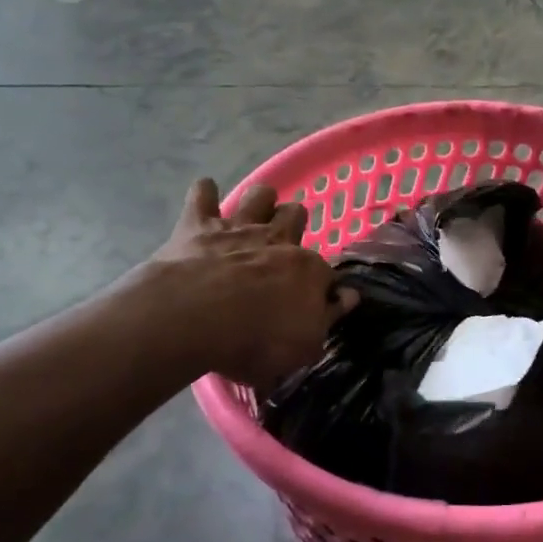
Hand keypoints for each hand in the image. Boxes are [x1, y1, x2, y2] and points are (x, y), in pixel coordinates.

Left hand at [150, 179, 354, 388]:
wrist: (194, 320)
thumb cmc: (255, 342)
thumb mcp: (304, 348)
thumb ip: (327, 319)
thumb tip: (348, 297)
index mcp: (308, 270)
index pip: (325, 271)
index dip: (321, 285)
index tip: (316, 299)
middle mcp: (277, 240)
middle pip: (295, 215)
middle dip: (293, 223)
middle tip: (281, 243)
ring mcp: (237, 227)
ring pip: (259, 195)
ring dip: (258, 202)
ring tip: (250, 218)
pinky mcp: (197, 224)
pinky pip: (203, 193)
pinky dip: (205, 194)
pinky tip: (205, 201)